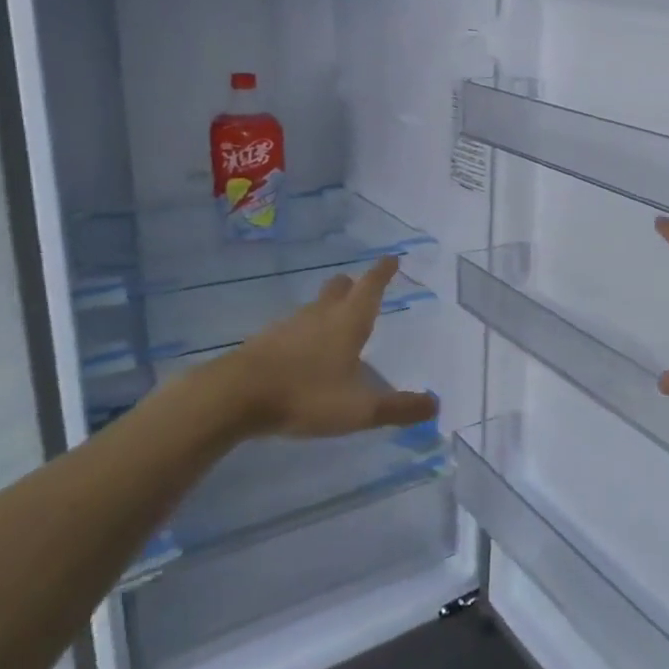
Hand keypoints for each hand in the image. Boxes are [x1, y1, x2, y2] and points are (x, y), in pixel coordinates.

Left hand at [218, 257, 438, 438]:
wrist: (234, 397)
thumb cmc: (306, 395)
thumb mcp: (360, 409)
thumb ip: (398, 408)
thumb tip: (435, 405)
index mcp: (347, 323)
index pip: (370, 288)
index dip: (383, 273)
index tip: (391, 258)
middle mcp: (319, 317)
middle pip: (338, 291)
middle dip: (352, 286)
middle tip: (360, 285)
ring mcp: (288, 328)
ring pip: (314, 309)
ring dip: (327, 308)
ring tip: (335, 319)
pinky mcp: (264, 344)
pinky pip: (292, 330)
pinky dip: (304, 332)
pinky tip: (302, 350)